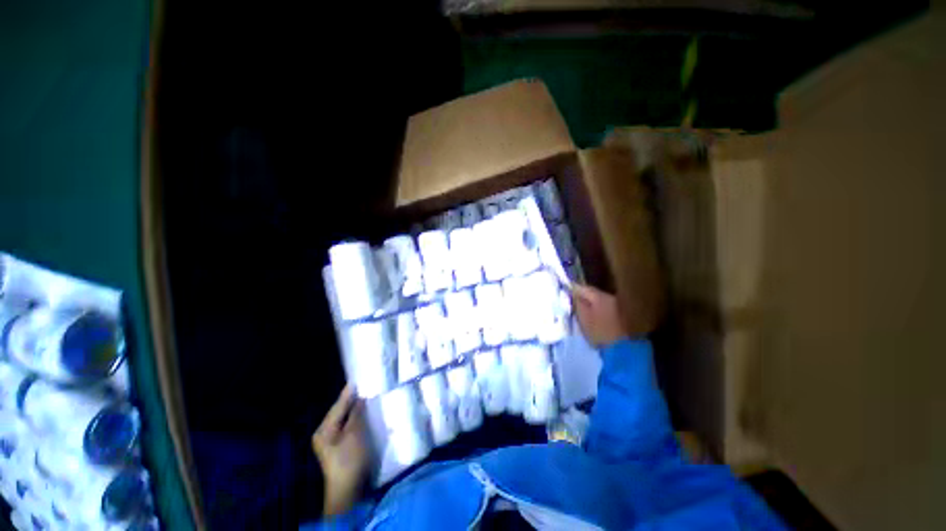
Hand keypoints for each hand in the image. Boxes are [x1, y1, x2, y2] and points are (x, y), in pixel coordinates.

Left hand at [313, 384, 370, 515]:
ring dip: (356, 408)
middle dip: (352, 400)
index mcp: (324, 430)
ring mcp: (332, 441)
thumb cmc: (349, 459)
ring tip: (367, 394)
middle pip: (340, 411)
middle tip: (365, 384)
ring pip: (345, 418)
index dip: (349, 392)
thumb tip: (360, 398)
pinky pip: (348, 426)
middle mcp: (324, 433)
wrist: (348, 490)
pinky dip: (356, 418)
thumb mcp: (354, 433)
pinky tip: (365, 412)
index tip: (358, 378)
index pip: (338, 405)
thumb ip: (356, 414)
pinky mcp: (340, 446)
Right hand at [572, 284, 626, 346]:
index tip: (563, 293)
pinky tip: (592, 317)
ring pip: (598, 300)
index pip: (582, 287)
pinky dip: (596, 310)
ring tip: (580, 311)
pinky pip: (604, 307)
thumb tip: (572, 292)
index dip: (571, 289)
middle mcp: (610, 297)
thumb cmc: (598, 332)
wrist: (621, 349)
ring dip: (589, 303)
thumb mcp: (582, 316)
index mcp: (600, 296)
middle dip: (581, 296)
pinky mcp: (620, 315)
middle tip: (570, 302)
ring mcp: (617, 306)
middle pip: (591, 293)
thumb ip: (577, 302)